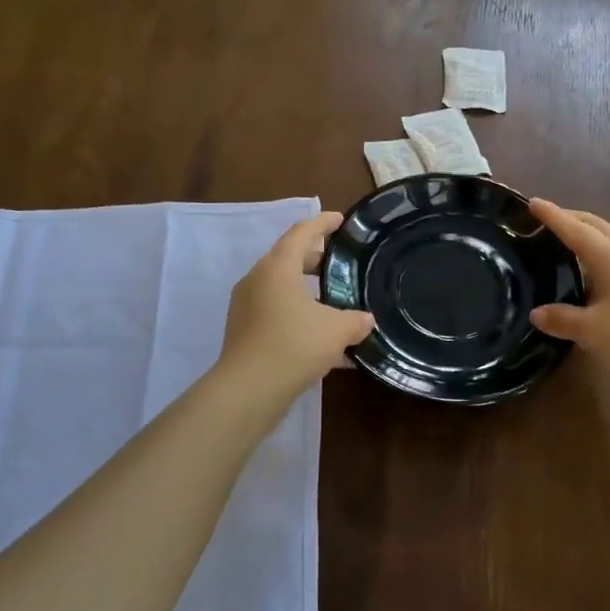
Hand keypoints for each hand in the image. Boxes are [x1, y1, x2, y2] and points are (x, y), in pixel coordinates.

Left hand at [218, 212, 374, 396]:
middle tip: (341, 266)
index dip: (322, 223)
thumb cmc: (294, 345)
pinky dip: (298, 316)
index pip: (301, 233)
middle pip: (289, 259)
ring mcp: (246, 306)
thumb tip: (366, 320)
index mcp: (277, 267)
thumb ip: (355, 320)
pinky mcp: (243, 331)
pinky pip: (275, 313)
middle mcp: (257, 280)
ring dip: (307, 292)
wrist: (248, 390)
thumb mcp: (336, 331)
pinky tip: (322, 340)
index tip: (340, 220)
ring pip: (282, 288)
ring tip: (335, 304)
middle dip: (316, 260)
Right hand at [528, 198, 609, 392]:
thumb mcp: (591, 330)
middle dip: (572, 218)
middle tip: (548, 220)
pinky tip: (593, 276)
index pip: (573, 229)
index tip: (532, 202)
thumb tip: (537, 313)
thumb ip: (561, 319)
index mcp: (608, 257)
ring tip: (566, 247)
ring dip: (588, 237)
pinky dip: (599, 257)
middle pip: (596, 226)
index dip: (552, 215)